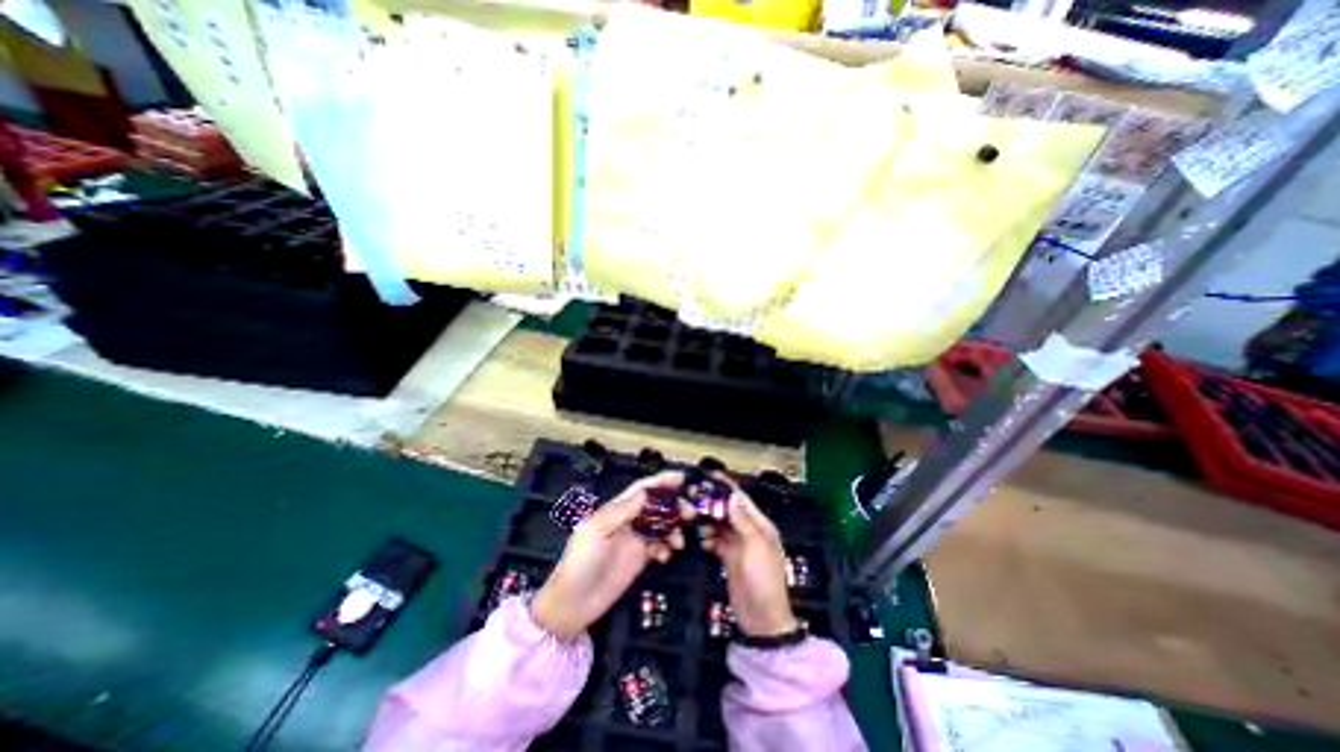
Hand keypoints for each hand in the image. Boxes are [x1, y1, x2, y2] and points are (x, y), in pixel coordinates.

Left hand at [528, 469, 690, 639]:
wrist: (572, 604)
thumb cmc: (580, 562)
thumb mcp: (596, 531)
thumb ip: (621, 511)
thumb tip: (645, 492)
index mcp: (615, 510)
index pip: (641, 490)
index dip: (660, 482)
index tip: (680, 479)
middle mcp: (628, 521)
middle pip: (656, 506)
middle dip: (674, 506)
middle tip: (690, 513)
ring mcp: (634, 540)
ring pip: (661, 526)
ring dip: (674, 529)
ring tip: (679, 542)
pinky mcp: (639, 559)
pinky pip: (659, 546)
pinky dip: (666, 548)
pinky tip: (664, 556)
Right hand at [702, 473, 791, 636]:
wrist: (761, 619)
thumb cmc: (763, 581)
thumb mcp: (755, 546)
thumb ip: (743, 520)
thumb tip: (733, 495)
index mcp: (760, 524)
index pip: (741, 499)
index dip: (726, 486)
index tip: (708, 476)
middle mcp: (748, 531)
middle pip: (727, 509)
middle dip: (712, 503)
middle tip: (692, 498)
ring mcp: (738, 544)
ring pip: (719, 524)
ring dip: (707, 522)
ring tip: (694, 521)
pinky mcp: (728, 557)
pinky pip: (715, 540)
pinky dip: (707, 538)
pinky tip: (701, 541)